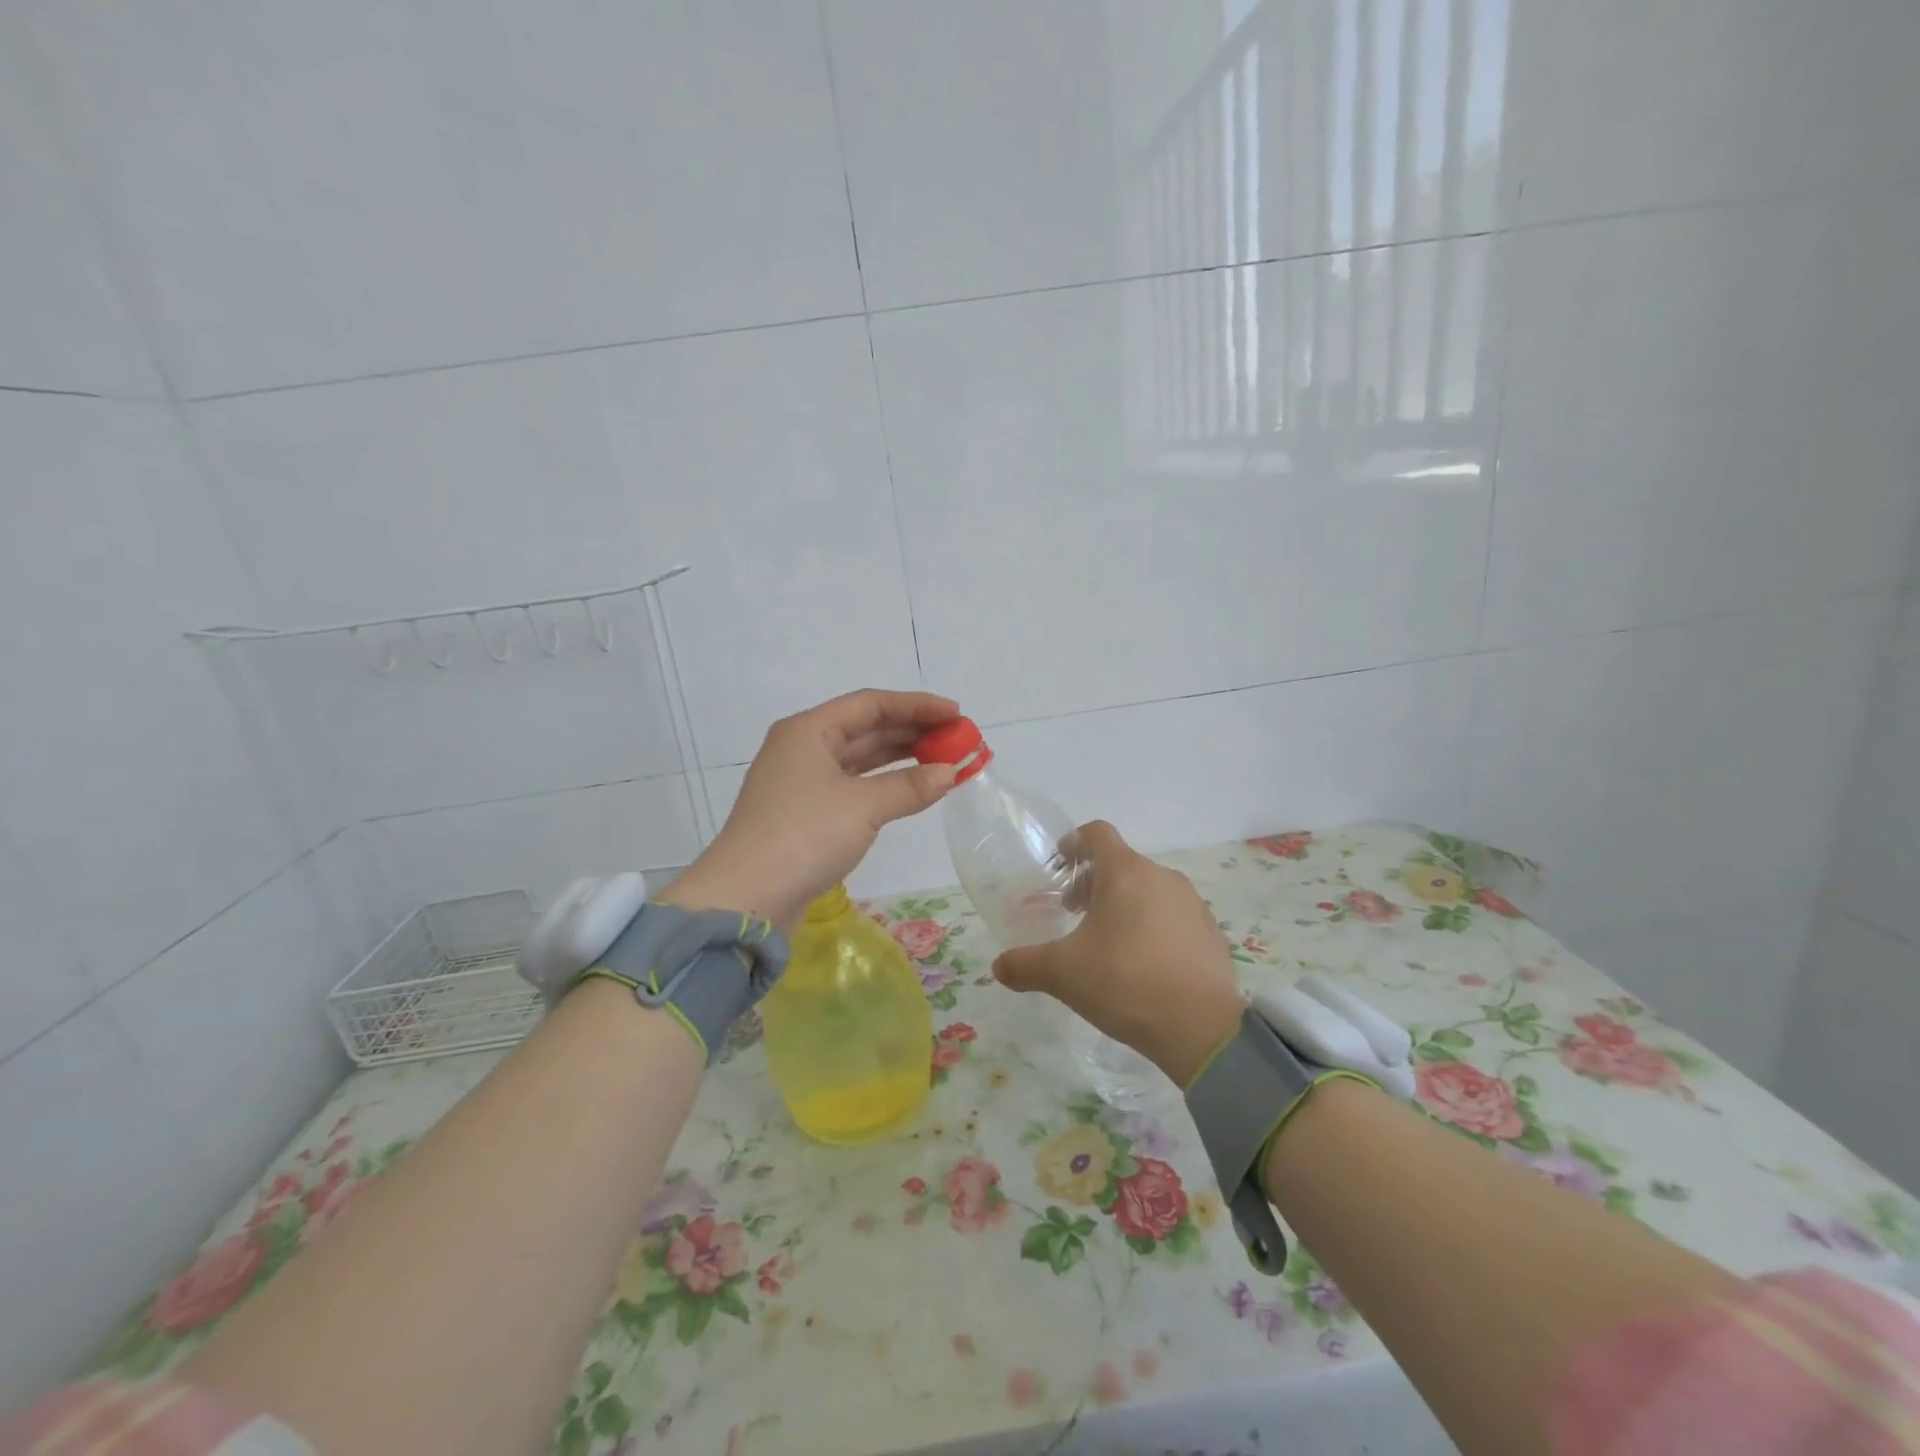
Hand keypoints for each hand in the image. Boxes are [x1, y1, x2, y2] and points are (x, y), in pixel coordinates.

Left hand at [663, 689, 959, 927]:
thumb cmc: (804, 836)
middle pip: (865, 728)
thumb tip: (951, 772)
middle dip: (912, 731)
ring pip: (860, 759)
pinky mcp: (804, 814)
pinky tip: (911, 790)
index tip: (956, 714)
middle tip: (957, 739)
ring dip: (900, 759)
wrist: (746, 898)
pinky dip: (884, 785)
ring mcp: (801, 782)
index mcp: (808, 730)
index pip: (871, 704)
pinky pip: (853, 786)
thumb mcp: (863, 807)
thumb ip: (910, 786)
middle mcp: (802, 748)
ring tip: (943, 761)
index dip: (917, 705)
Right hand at [991, 821, 1245, 1085]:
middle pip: (1121, 864)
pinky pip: (1173, 916)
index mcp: (1125, 873)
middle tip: (1074, 915)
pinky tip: (1144, 965)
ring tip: (1108, 944)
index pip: (1097, 834)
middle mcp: (1162, 877)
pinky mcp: (1210, 932)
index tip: (1059, 867)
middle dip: (1093, 883)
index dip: (1073, 843)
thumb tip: (998, 967)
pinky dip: (1153, 927)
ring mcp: (1192, 903)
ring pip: (1148, 890)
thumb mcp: (1063, 974)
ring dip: (1124, 905)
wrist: (1200, 1027)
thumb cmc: (1124, 982)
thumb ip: (1025, 965)